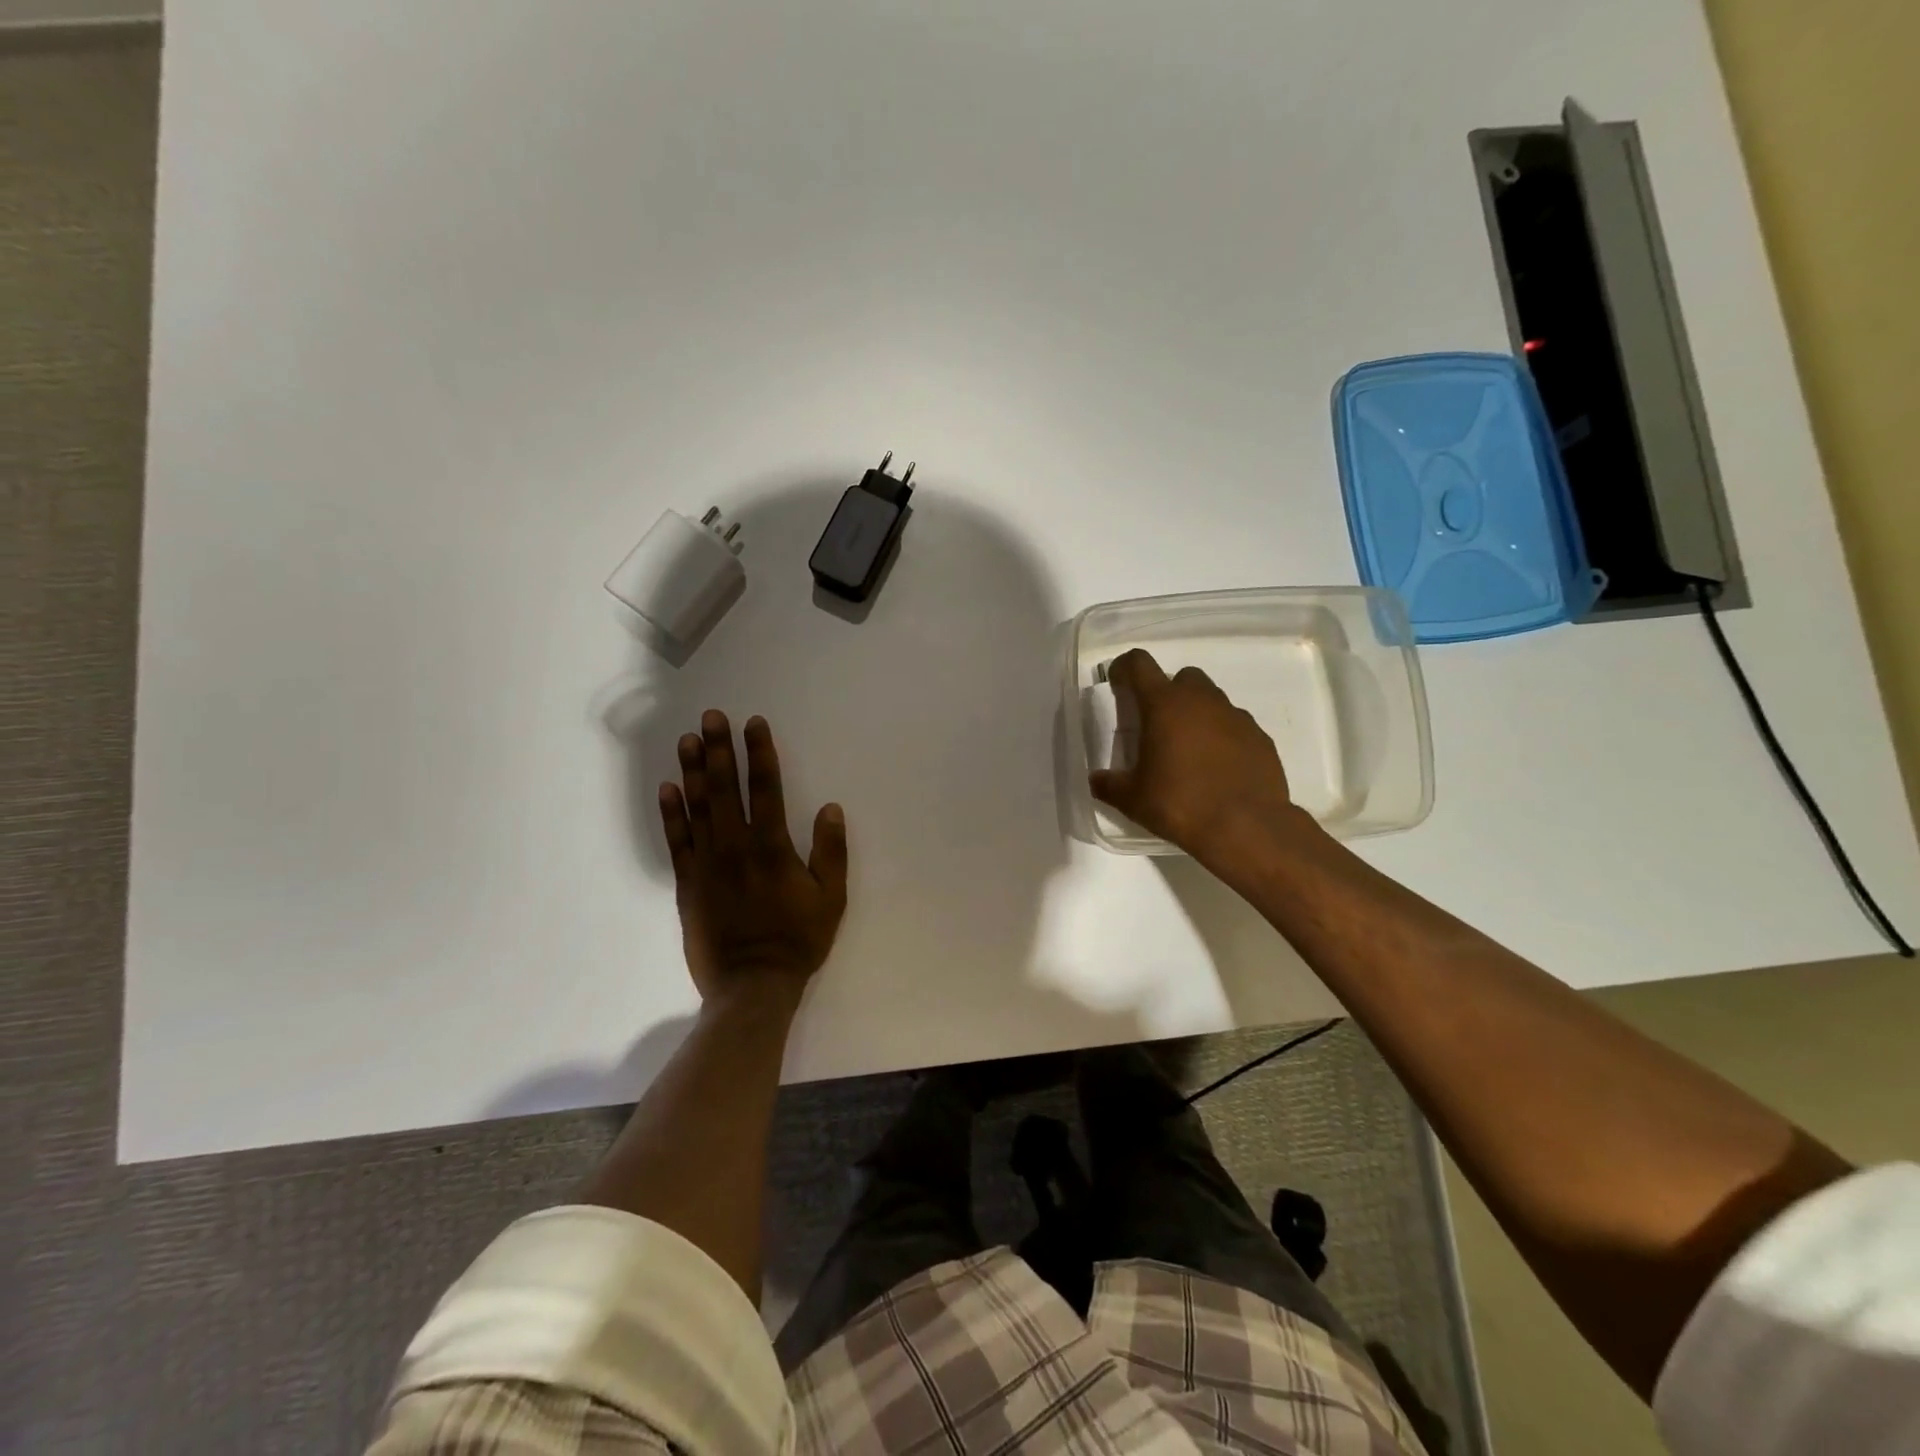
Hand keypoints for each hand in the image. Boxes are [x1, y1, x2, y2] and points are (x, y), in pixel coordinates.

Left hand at [659, 711, 848, 1006]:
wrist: (752, 985)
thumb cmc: (797, 940)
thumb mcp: (831, 899)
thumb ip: (831, 852)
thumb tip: (831, 808)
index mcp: (772, 847)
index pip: (765, 788)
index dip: (759, 753)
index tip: (753, 723)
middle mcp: (735, 847)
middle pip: (724, 789)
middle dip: (719, 750)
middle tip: (711, 717)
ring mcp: (707, 864)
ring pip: (697, 808)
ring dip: (692, 772)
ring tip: (687, 740)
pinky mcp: (688, 885)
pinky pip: (677, 842)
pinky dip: (671, 814)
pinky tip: (667, 789)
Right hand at [1089, 649, 1310, 864]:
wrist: (1246, 827)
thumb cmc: (1180, 804)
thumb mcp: (1132, 799)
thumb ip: (1109, 784)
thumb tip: (1096, 780)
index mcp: (1164, 705)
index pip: (1140, 664)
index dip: (1125, 668)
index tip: (1118, 683)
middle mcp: (1202, 700)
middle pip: (1183, 677)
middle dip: (1168, 692)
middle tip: (1158, 725)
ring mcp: (1236, 716)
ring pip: (1212, 700)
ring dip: (1197, 714)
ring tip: (1189, 750)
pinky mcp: (1261, 738)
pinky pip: (1236, 726)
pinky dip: (1223, 737)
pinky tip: (1217, 768)